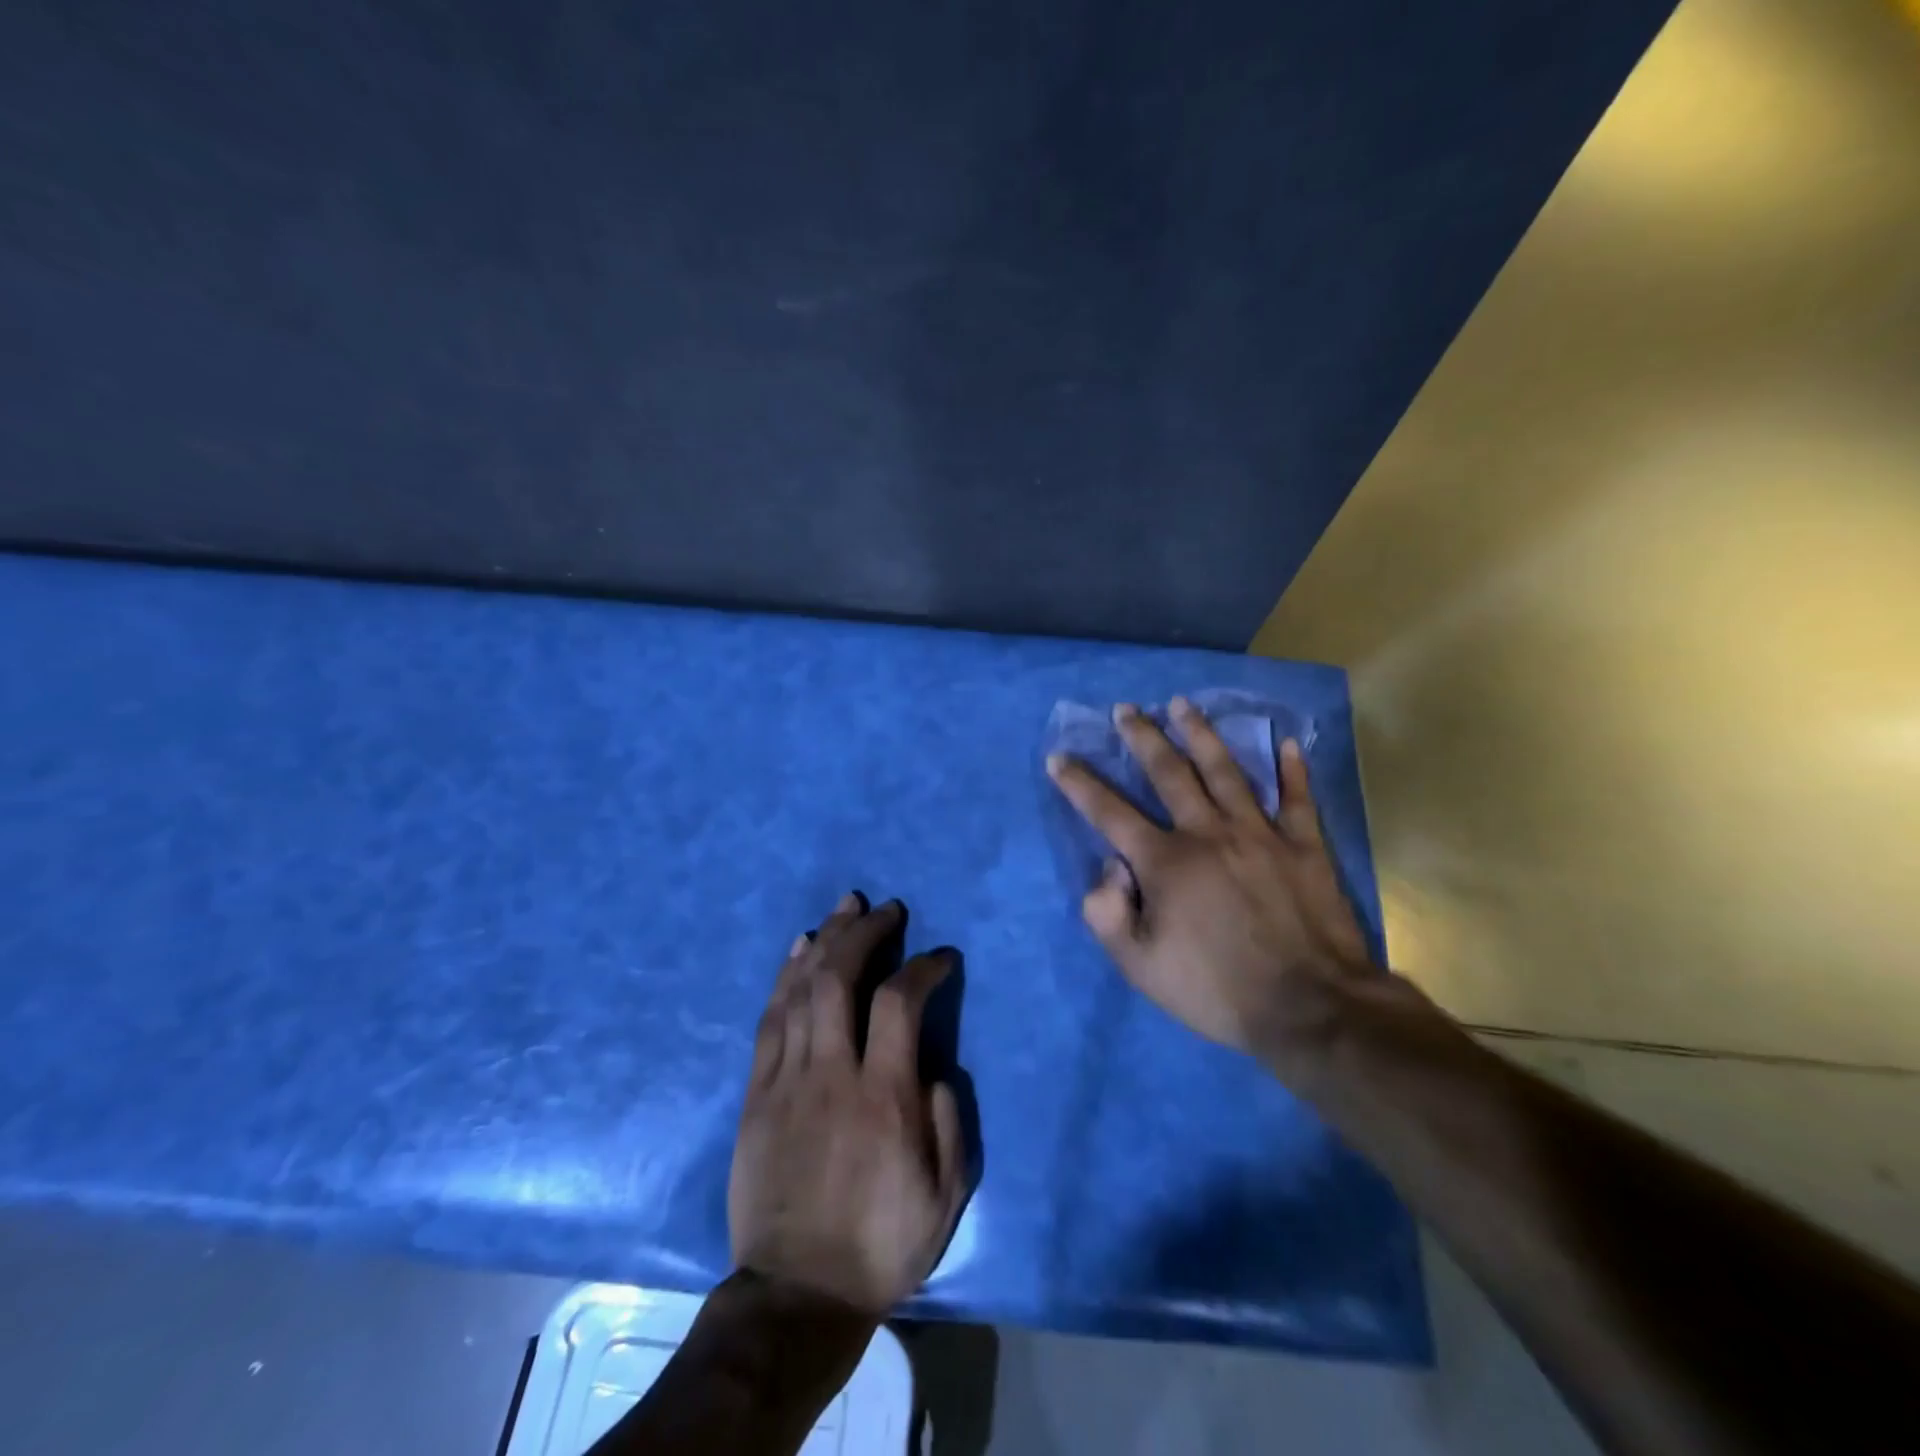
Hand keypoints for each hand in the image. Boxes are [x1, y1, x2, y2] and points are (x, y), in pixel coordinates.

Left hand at [729, 893, 967, 1317]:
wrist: (797, 1294)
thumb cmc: (881, 1245)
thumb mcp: (945, 1197)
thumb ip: (949, 1121)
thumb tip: (935, 1066)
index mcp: (884, 1097)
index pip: (901, 1003)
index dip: (923, 967)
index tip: (941, 957)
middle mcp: (833, 1073)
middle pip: (841, 979)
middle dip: (865, 932)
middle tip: (886, 909)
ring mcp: (787, 1079)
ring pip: (802, 989)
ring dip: (826, 940)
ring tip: (845, 907)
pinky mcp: (756, 1093)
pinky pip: (770, 1020)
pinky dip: (785, 977)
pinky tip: (798, 948)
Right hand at [1046, 698, 1378, 1074]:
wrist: (1310, 1009)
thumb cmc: (1217, 990)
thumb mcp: (1140, 966)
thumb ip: (1108, 913)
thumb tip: (1110, 867)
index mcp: (1165, 862)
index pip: (1109, 812)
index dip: (1079, 784)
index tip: (1059, 757)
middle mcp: (1208, 833)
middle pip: (1169, 773)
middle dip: (1142, 738)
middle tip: (1126, 709)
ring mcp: (1260, 834)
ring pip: (1226, 771)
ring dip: (1202, 734)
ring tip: (1183, 705)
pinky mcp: (1305, 846)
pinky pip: (1298, 799)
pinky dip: (1293, 770)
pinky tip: (1287, 743)